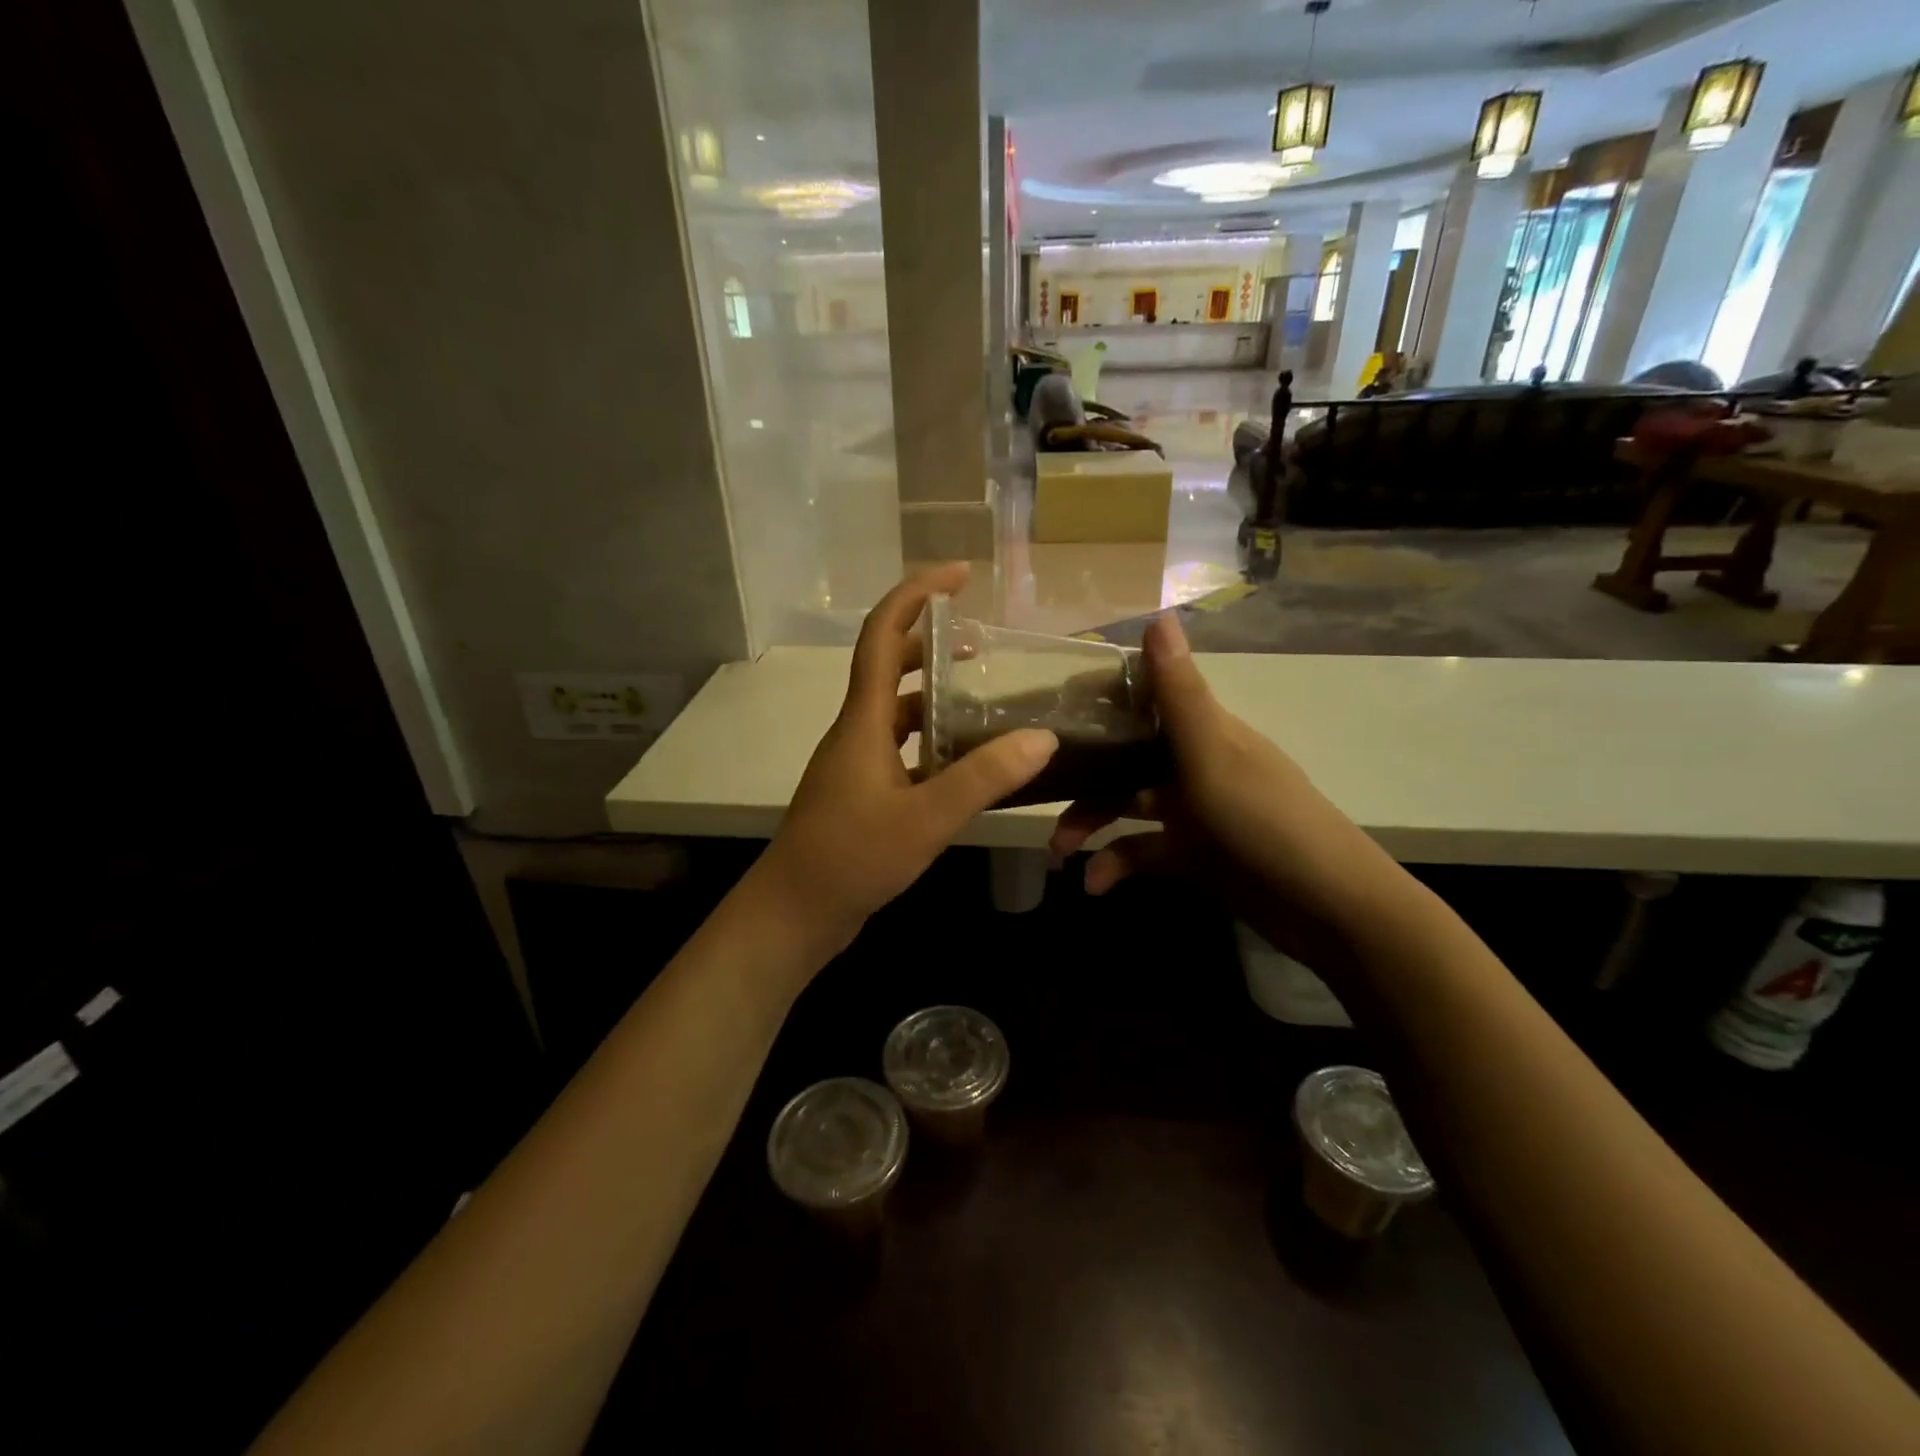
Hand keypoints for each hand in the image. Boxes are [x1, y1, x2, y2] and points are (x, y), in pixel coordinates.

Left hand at [748, 564, 1059, 961]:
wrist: (794, 913)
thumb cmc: (851, 858)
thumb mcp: (925, 819)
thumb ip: (983, 778)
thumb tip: (1042, 738)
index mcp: (863, 722)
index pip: (882, 636)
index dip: (915, 595)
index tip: (957, 574)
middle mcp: (857, 733)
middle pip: (889, 667)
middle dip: (930, 643)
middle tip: (980, 640)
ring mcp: (857, 764)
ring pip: (897, 712)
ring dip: (933, 695)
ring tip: (982, 696)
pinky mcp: (862, 794)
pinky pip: (901, 750)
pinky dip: (932, 741)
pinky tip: (965, 761)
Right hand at [1046, 613, 1402, 966]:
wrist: (1328, 909)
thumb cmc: (1266, 822)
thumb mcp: (1214, 757)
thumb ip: (1179, 695)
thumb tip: (1158, 615)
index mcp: (1203, 731)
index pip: (1143, 701)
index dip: (1098, 702)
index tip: (1049, 714)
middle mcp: (1194, 763)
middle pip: (1125, 758)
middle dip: (1082, 777)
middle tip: (1038, 796)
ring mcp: (1194, 811)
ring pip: (1127, 805)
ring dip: (1091, 824)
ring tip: (1059, 852)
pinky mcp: (1194, 854)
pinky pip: (1143, 850)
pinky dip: (1118, 863)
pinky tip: (1095, 885)